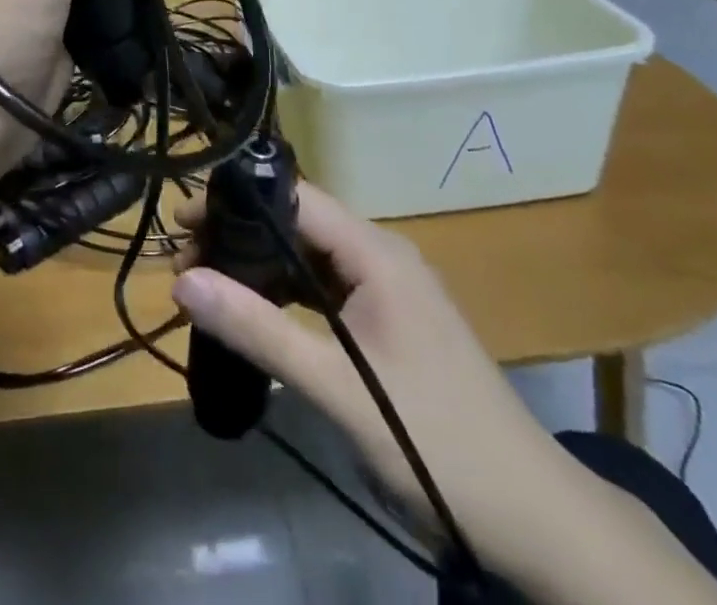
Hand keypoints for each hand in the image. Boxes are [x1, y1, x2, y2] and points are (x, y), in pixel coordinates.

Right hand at [172, 182, 562, 559]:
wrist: (536, 520)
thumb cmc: (436, 441)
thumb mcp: (337, 386)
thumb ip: (258, 330)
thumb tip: (181, 280)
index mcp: (376, 252)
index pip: (294, 197)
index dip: (236, 201)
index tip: (183, 222)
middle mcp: (381, 255)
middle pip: (297, 223)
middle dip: (239, 234)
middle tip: (184, 260)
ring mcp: (387, 289)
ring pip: (308, 256)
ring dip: (258, 265)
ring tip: (206, 283)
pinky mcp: (388, 320)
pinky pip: (323, 288)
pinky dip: (285, 294)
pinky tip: (255, 313)